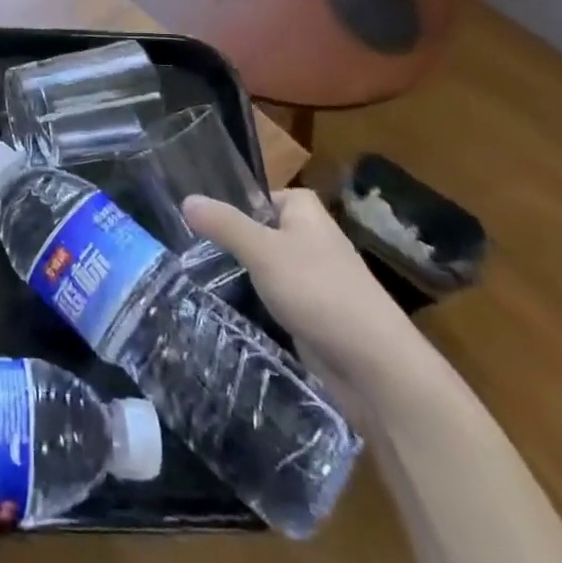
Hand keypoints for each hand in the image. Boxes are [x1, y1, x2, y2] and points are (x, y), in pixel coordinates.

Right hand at [183, 188, 430, 393]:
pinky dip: (257, 304)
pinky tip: (228, 311)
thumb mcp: (263, 252)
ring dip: (241, 276)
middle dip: (230, 243)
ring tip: (197, 280)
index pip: (257, 196)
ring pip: (266, 268)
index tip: (194, 220)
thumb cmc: (319, 292)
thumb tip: (186, 198)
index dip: (228, 205)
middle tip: (189, 252)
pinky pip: (276, 299)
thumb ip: (224, 225)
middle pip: (259, 232)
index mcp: (305, 210)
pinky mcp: (314, 314)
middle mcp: (311, 237)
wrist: (375, 367)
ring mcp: (314, 278)